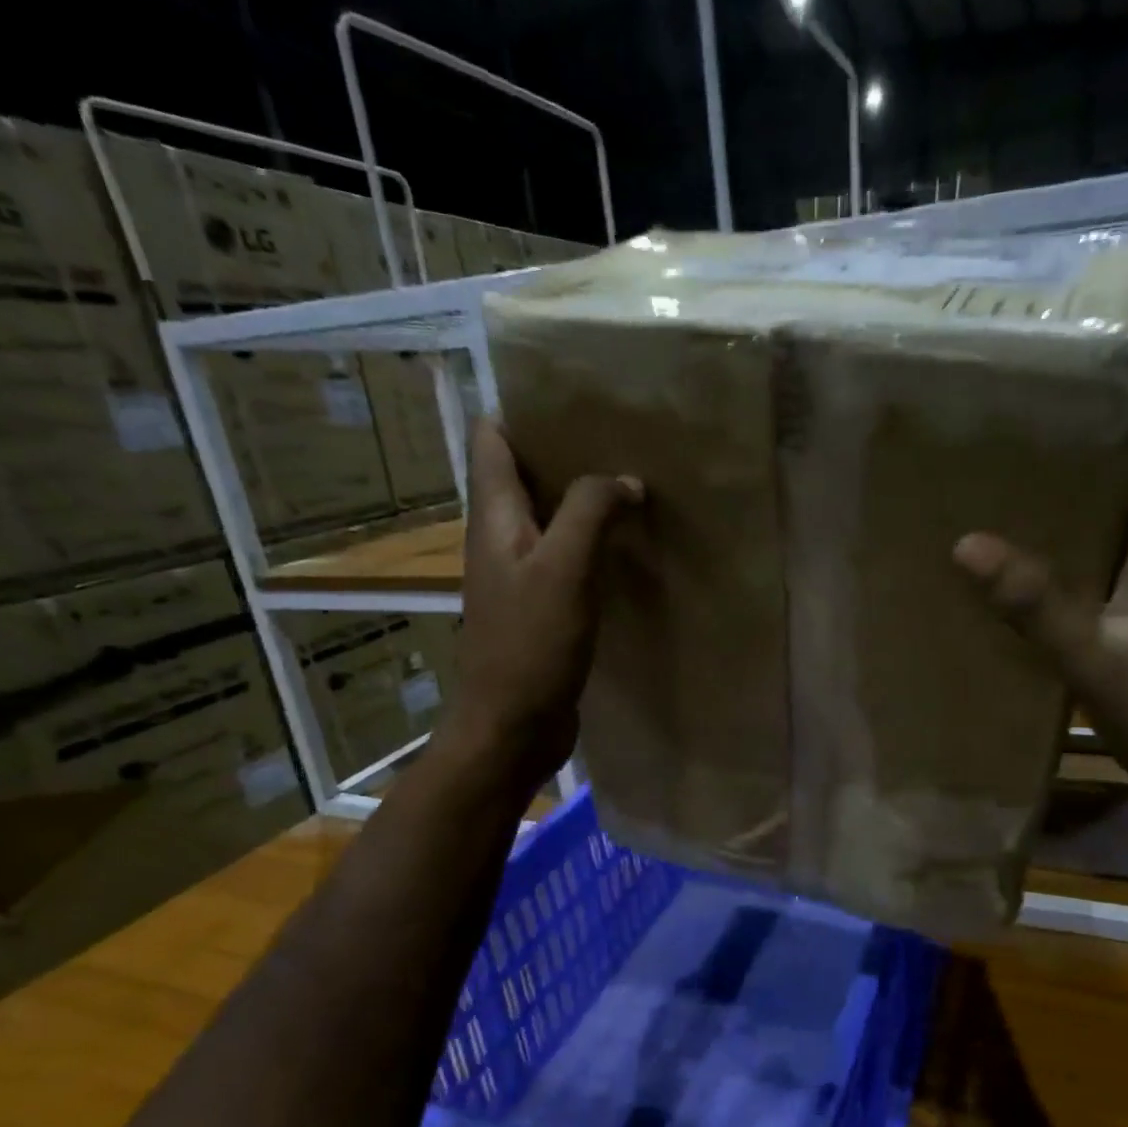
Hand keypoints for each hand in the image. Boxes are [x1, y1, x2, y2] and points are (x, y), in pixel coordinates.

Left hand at [446, 420, 641, 784]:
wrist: (511, 728)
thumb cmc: (530, 645)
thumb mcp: (564, 568)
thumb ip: (590, 511)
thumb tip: (624, 480)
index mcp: (494, 518)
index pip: (492, 439)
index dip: (523, 410)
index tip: (575, 398)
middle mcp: (501, 540)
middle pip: (524, 475)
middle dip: (566, 452)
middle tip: (622, 438)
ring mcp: (520, 577)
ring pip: (550, 519)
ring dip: (584, 501)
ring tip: (635, 485)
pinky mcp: (542, 610)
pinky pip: (567, 561)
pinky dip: (593, 546)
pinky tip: (629, 549)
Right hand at [953, 420, 1127, 809]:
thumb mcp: (1097, 659)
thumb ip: (1037, 606)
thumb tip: (968, 543)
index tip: (1085, 387)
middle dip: (1091, 461)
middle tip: (1026, 440)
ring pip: (1122, 539)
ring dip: (1082, 515)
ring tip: (1018, 496)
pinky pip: (1110, 582)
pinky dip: (1078, 567)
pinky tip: (1037, 578)